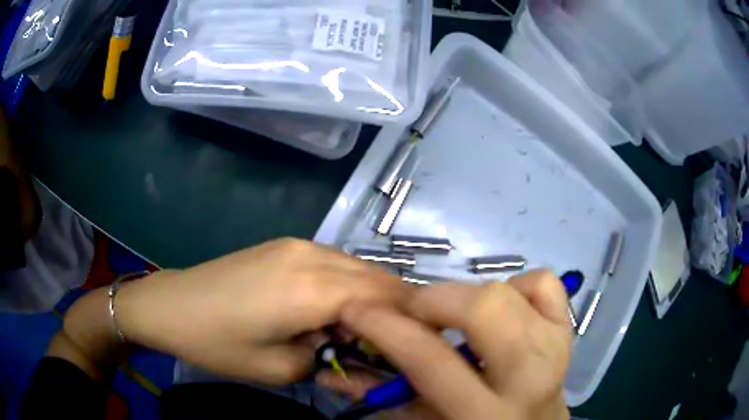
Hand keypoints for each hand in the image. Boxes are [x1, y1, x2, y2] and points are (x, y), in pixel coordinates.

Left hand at [104, 238, 407, 384]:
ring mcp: (298, 244)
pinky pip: (335, 262)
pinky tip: (333, 309)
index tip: (419, 345)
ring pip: (359, 267)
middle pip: (379, 277)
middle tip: (394, 343)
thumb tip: (370, 369)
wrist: (172, 304)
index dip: (411, 321)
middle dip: (397, 310)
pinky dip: (348, 285)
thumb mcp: (280, 370)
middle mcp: (313, 255)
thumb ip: (334, 367)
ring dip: (372, 297)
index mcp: (313, 288)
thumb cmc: (219, 343)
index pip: (388, 298)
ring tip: (363, 330)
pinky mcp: (285, 244)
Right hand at [318, 270, 570, 419]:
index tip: (355, 309)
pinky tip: (502, 307)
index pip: (429, 357)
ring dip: (469, 296)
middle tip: (412, 314)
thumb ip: (385, 396)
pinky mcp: (567, 328)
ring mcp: (555, 345)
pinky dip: (517, 285)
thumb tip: (335, 367)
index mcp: (485, 412)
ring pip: (510, 290)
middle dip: (434, 301)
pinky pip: (543, 283)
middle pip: (483, 308)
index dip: (384, 326)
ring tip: (453, 317)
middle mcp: (529, 374)